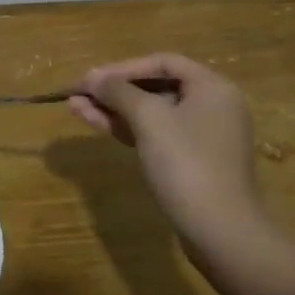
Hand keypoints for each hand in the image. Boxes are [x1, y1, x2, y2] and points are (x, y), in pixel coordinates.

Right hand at [69, 54, 264, 249]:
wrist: (220, 231)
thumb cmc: (187, 163)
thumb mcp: (150, 119)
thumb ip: (118, 92)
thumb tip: (92, 77)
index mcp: (212, 88)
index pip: (162, 62)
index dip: (123, 67)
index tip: (91, 78)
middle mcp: (211, 106)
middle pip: (155, 87)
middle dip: (114, 90)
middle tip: (77, 93)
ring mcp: (201, 136)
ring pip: (150, 113)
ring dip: (113, 109)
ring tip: (74, 107)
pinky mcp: (190, 162)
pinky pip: (154, 134)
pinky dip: (126, 128)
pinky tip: (95, 123)